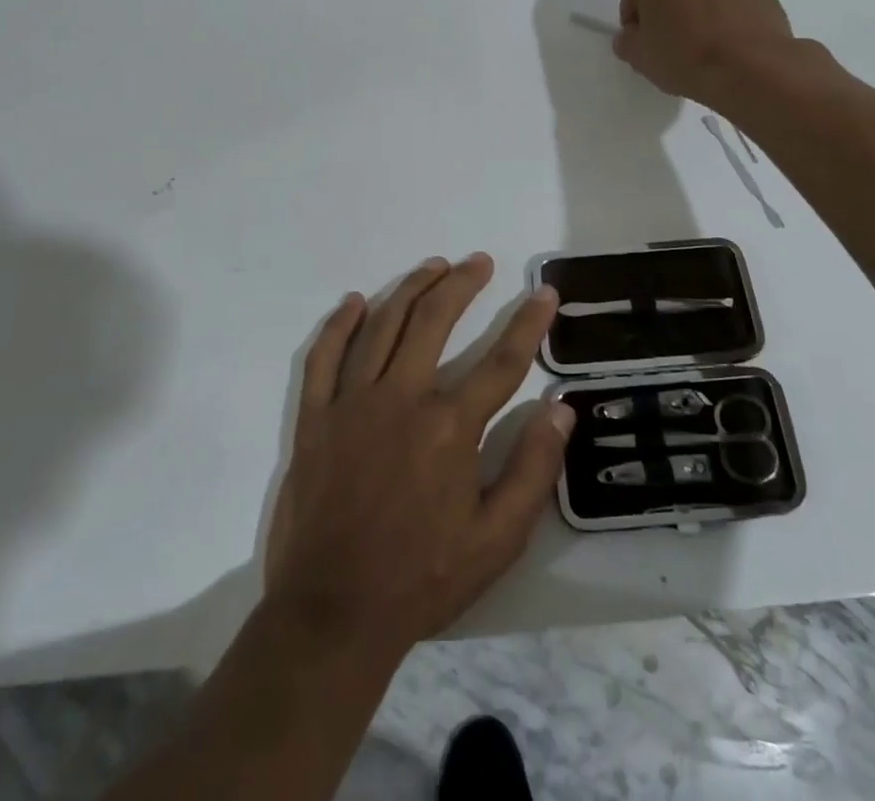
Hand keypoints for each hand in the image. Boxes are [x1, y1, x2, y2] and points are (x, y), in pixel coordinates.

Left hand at [263, 254, 572, 663]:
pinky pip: (324, 355)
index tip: (545, 291)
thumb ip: (533, 470)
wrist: (332, 614)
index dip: (529, 322)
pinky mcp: (314, 417)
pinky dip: (340, 324)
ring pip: (383, 325)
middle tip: (479, 261)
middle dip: (462, 284)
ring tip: (433, 266)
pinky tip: (355, 302)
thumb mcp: (497, 540)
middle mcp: (401, 398)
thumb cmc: (422, 578)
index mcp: (449, 426)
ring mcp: (351, 402)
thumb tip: (560, 409)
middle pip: (434, 320)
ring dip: (410, 288)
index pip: (501, 360)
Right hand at [613, 0, 805, 103]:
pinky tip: (724, 42)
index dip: (633, 12)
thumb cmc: (683, 53)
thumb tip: (632, 36)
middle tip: (667, 37)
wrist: (751, 68)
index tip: (638, 37)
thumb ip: (627, 39)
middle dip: (667, 1)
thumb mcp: (638, 54)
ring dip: (698, 4)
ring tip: (700, 41)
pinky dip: (726, 12)